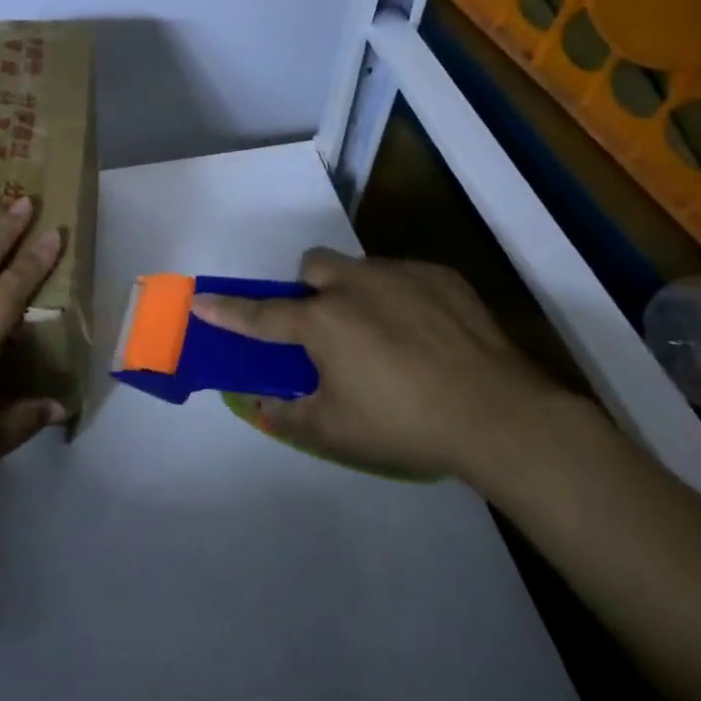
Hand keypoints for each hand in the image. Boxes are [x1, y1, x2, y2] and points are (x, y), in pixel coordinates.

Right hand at [193, 250, 565, 482]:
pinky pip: (404, 276)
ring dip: (356, 293)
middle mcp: (353, 285)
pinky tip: (426, 335)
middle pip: (313, 268)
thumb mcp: (335, 432)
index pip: (260, 315)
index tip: (201, 301)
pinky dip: (401, 298)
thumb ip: (289, 415)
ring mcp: (400, 275)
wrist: (499, 415)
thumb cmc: (404, 424)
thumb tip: (264, 404)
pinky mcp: (441, 276)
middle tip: (328, 328)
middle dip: (310, 290)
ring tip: (385, 335)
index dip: (227, 310)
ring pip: (359, 268)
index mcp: (322, 322)